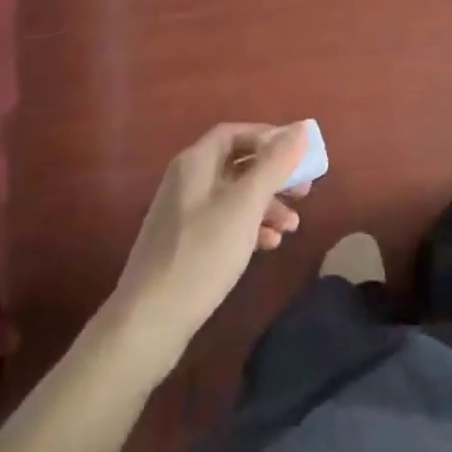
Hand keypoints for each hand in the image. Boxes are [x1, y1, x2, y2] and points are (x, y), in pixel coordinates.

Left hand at [111, 122, 310, 372]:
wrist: (148, 323)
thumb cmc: (202, 254)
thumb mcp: (245, 205)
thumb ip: (275, 164)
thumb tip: (300, 128)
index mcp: (195, 162)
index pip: (235, 133)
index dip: (269, 138)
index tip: (299, 154)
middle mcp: (187, 180)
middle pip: (237, 164)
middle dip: (273, 175)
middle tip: (304, 191)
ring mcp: (184, 214)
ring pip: (234, 196)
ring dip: (267, 205)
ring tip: (293, 227)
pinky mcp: (185, 245)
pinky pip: (224, 222)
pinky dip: (249, 227)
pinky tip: (269, 245)